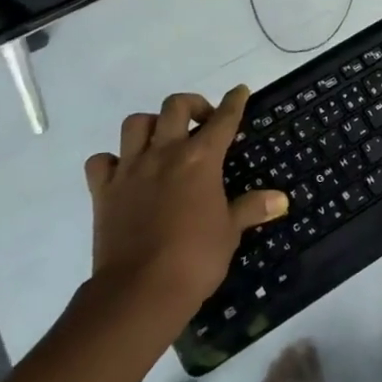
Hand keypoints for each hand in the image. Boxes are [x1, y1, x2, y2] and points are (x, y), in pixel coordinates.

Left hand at [83, 87, 287, 322]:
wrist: (140, 291)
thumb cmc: (195, 259)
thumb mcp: (230, 232)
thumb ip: (252, 208)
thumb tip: (280, 199)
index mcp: (200, 159)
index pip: (223, 120)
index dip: (234, 102)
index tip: (240, 91)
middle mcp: (164, 153)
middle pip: (175, 107)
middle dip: (193, 105)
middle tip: (202, 122)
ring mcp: (130, 169)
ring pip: (135, 124)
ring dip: (151, 125)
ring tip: (162, 140)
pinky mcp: (103, 191)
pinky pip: (101, 161)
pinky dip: (112, 160)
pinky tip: (124, 171)